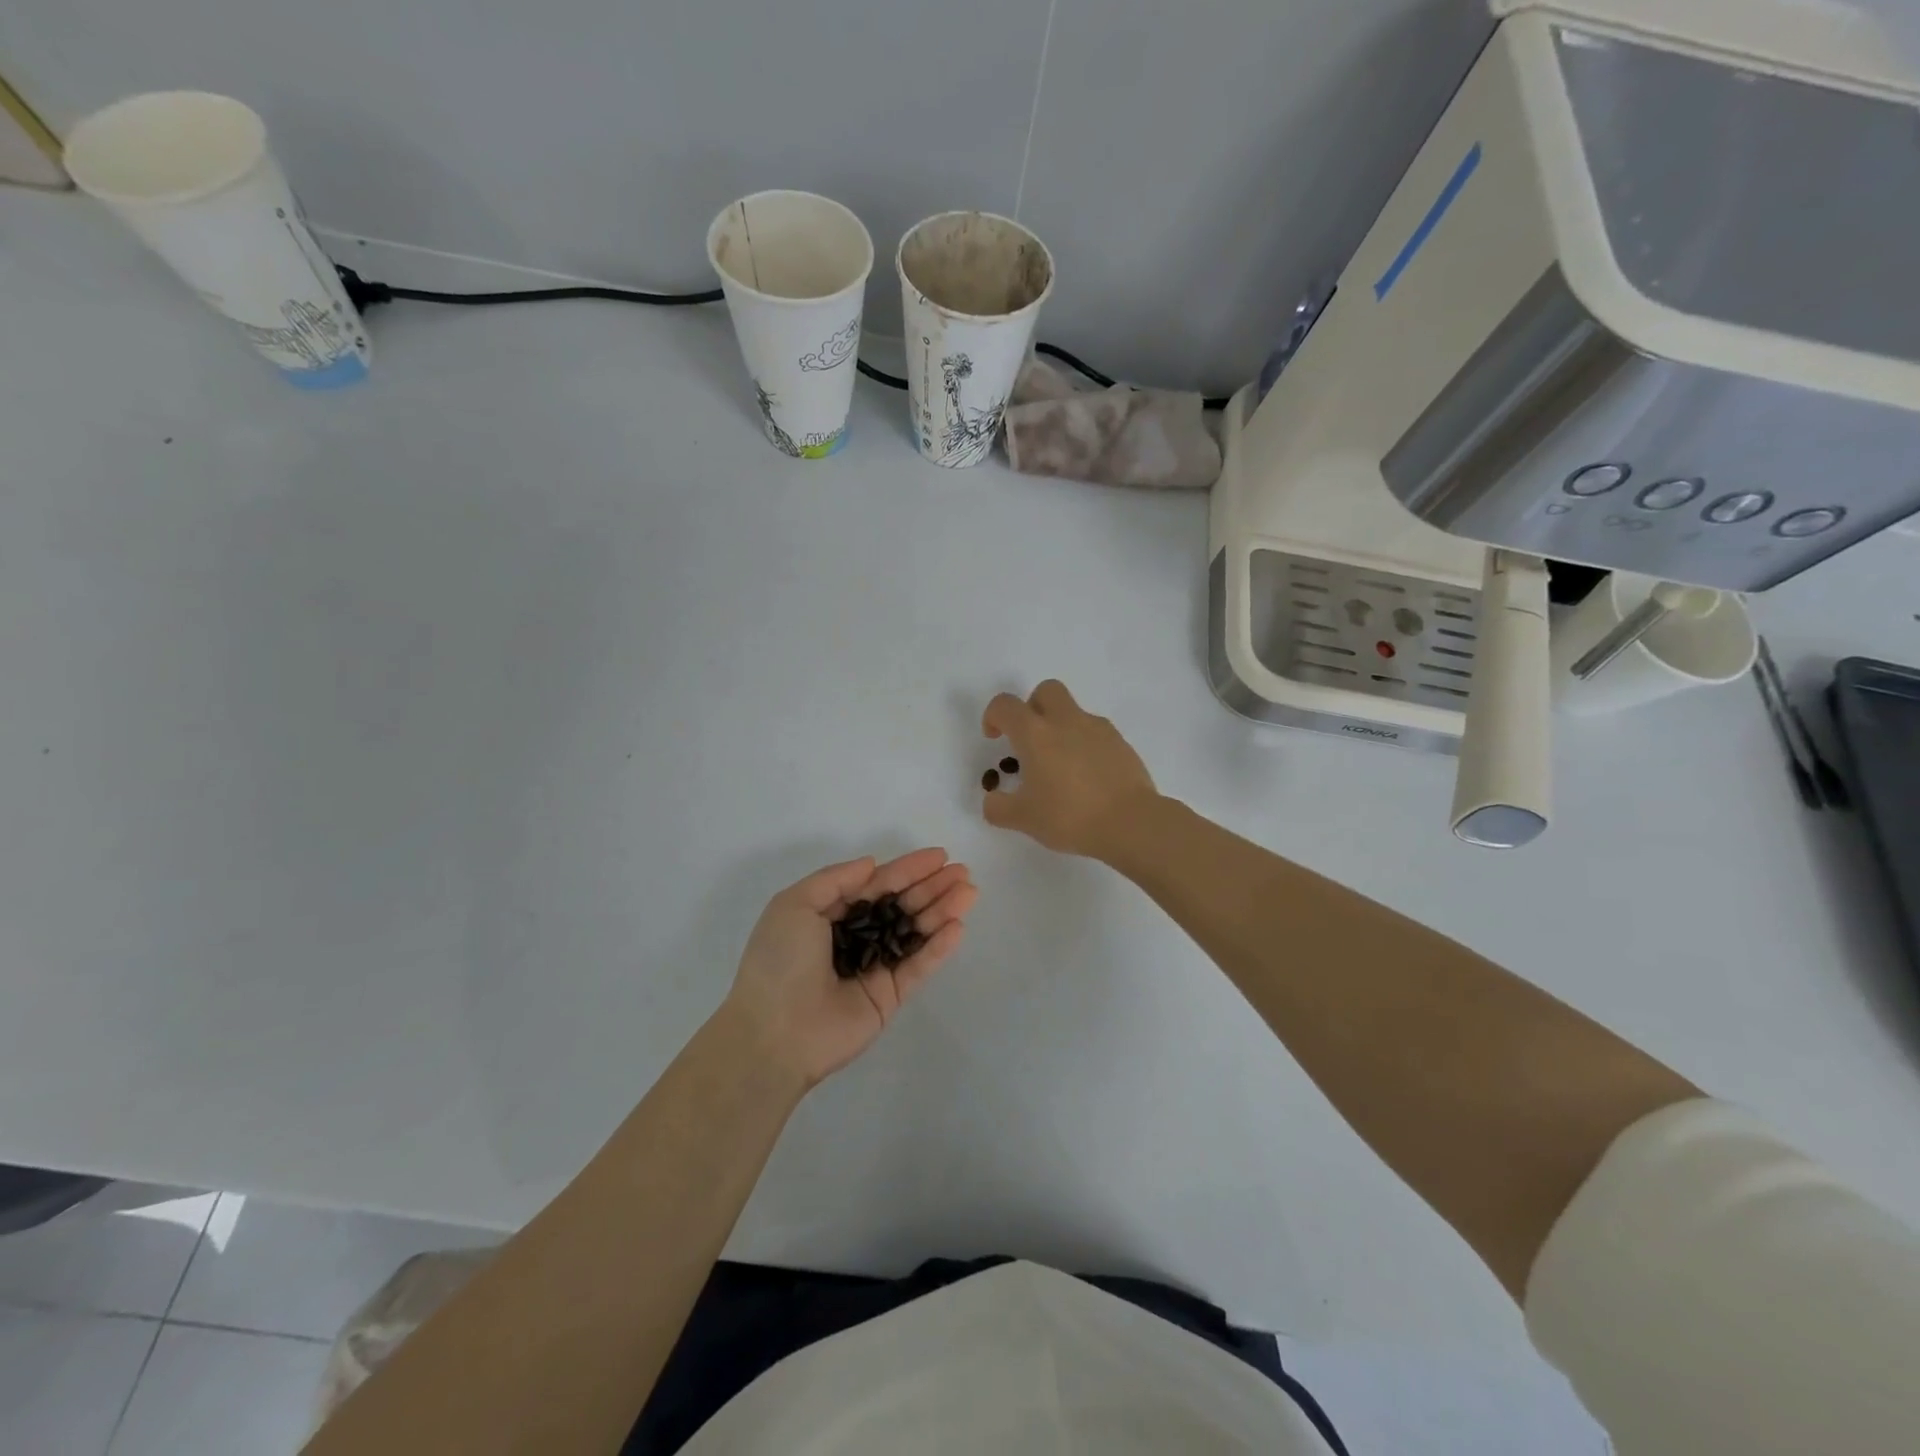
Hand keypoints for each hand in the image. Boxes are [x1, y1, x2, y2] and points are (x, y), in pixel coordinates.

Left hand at [724, 849, 976, 1088]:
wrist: (773, 1033)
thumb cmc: (779, 961)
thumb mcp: (795, 905)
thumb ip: (836, 880)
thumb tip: (872, 864)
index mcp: (830, 914)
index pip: (877, 885)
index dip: (907, 869)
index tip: (940, 856)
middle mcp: (855, 937)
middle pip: (901, 906)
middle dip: (931, 887)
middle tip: (962, 872)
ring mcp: (874, 967)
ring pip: (914, 933)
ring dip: (942, 911)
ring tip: (969, 892)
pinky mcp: (889, 997)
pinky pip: (917, 967)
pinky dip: (938, 948)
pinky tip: (957, 927)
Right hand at [981, 680, 1159, 859]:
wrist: (1130, 823)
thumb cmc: (1069, 816)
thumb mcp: (1023, 819)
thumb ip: (998, 808)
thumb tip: (993, 800)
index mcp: (1035, 734)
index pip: (1006, 705)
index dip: (994, 715)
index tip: (995, 738)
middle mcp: (1066, 721)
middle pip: (1046, 691)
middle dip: (1032, 707)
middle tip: (1030, 740)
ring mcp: (1098, 729)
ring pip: (1073, 711)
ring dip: (1061, 727)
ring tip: (1061, 767)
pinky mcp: (1121, 743)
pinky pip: (1096, 733)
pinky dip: (1085, 745)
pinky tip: (1087, 776)